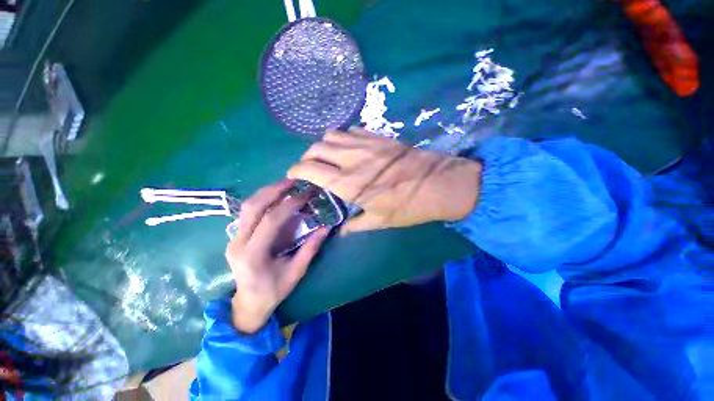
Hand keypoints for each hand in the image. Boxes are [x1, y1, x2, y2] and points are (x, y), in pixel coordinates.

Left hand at [226, 180, 328, 333]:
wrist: (248, 303)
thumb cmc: (274, 291)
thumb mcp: (296, 272)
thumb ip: (310, 248)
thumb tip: (327, 227)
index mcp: (253, 255)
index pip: (271, 221)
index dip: (289, 205)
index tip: (305, 196)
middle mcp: (238, 243)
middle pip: (252, 207)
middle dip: (274, 190)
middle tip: (294, 181)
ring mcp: (233, 238)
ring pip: (247, 206)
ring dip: (267, 191)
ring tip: (286, 184)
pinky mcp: (236, 235)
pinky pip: (248, 211)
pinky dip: (263, 199)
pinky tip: (276, 196)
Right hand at [288, 129, 481, 233]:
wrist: (438, 185)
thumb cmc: (408, 206)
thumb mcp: (379, 221)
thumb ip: (355, 225)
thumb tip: (340, 231)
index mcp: (348, 182)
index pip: (310, 169)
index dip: (295, 170)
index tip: (293, 175)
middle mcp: (352, 159)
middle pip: (316, 147)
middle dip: (307, 157)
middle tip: (311, 167)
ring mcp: (366, 144)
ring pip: (332, 134)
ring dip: (324, 145)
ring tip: (329, 156)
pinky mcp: (379, 137)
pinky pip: (352, 130)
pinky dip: (344, 138)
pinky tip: (350, 148)